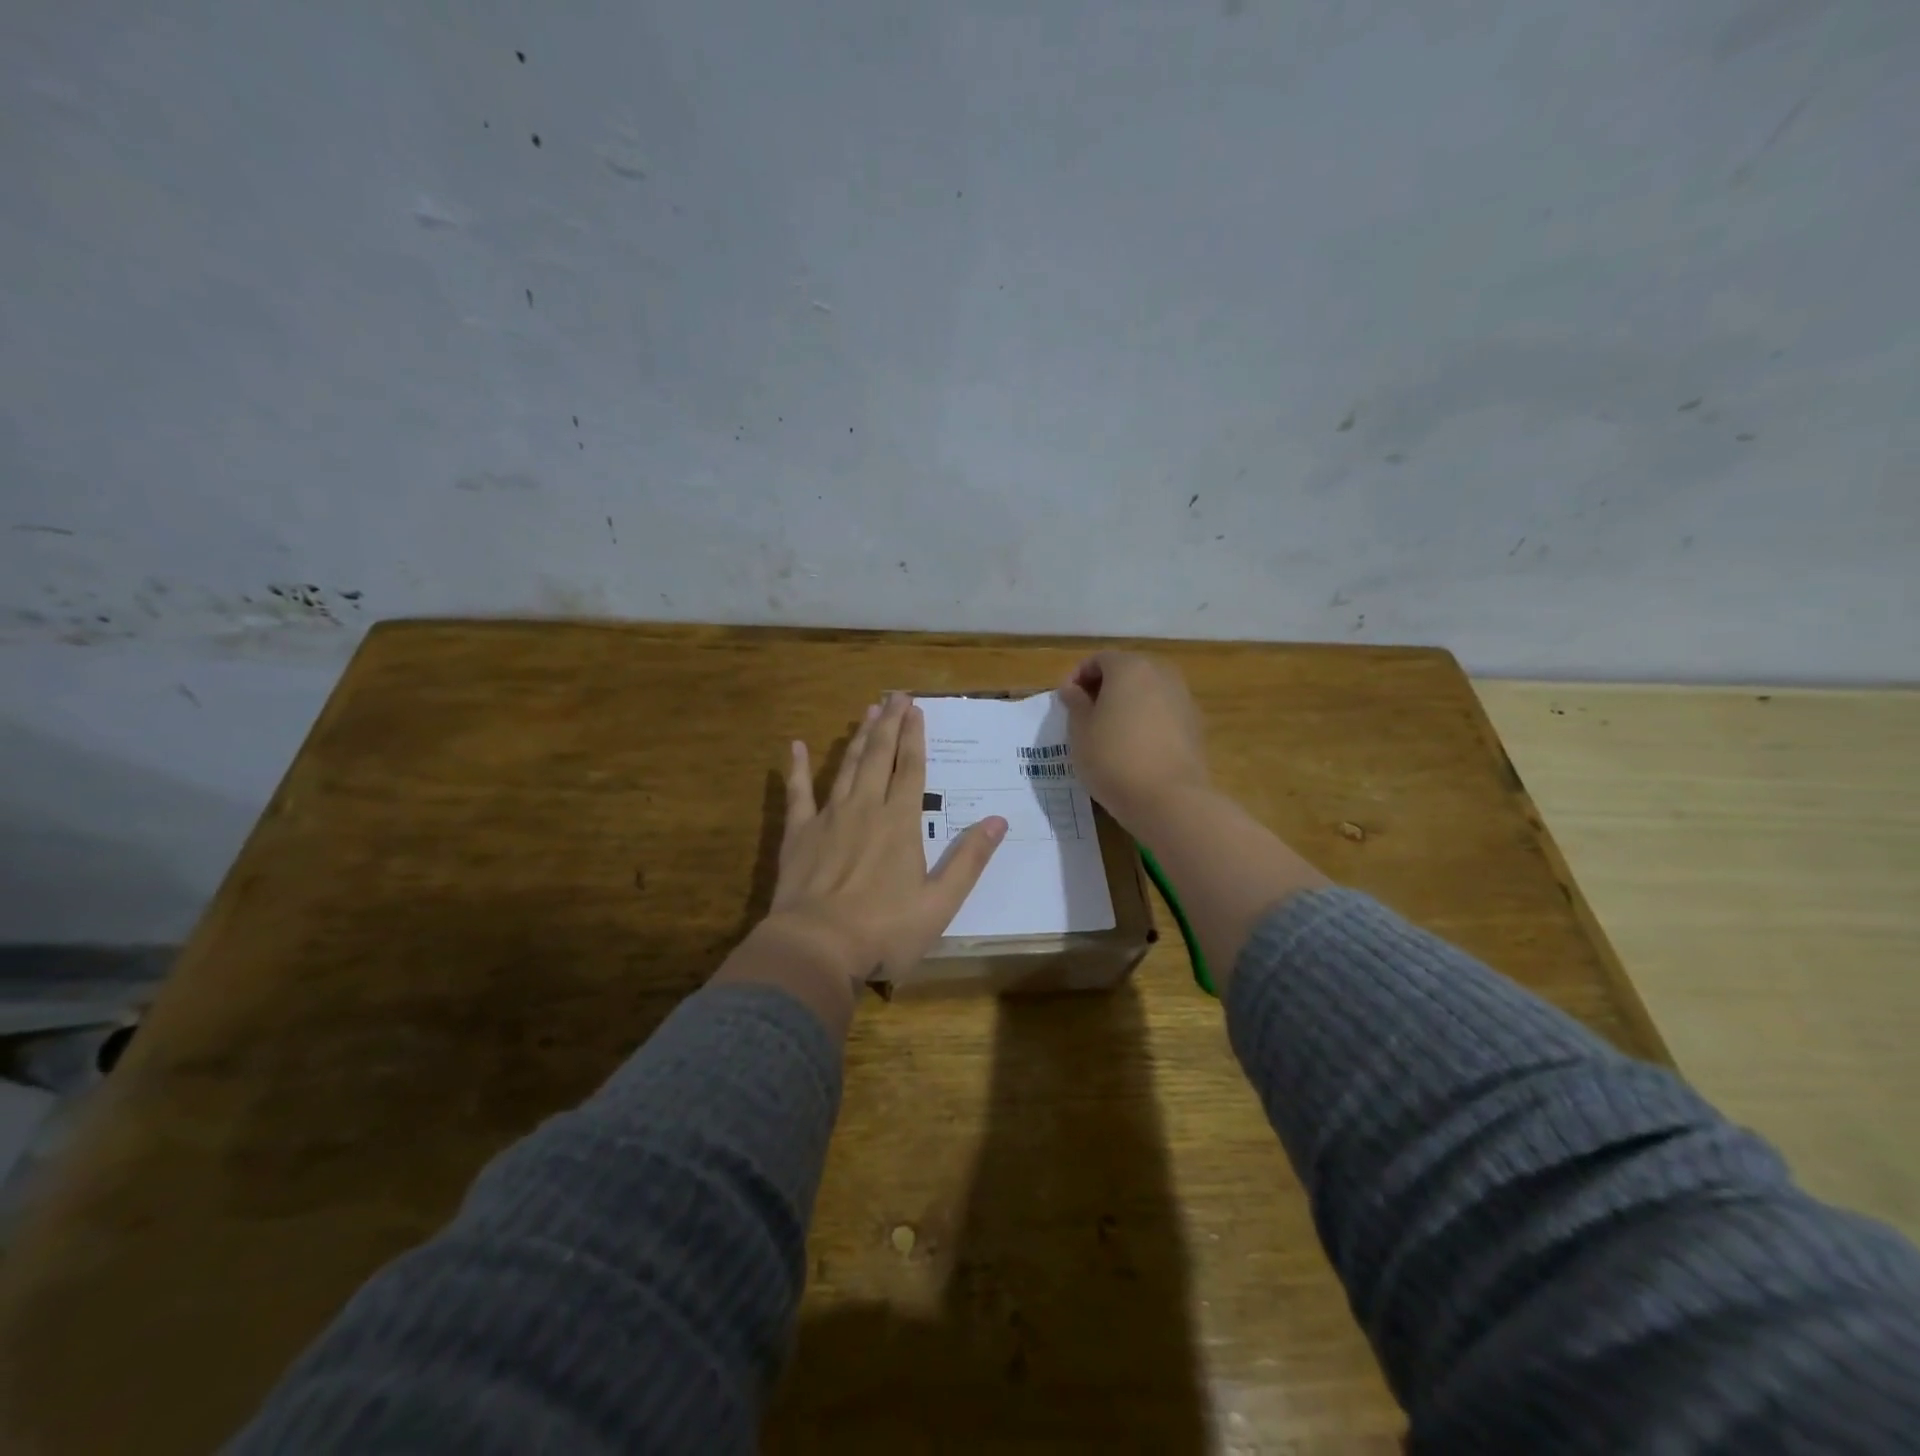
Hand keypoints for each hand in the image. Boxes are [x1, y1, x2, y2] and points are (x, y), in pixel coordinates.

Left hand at [755, 694, 1006, 995]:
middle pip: (880, 756)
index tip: (916, 709)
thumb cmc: (884, 930)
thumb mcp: (940, 903)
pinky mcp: (799, 833)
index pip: (911, 768)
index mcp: (901, 822)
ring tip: (868, 711)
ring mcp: (829, 817)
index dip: (915, 736)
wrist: (816, 947)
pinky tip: (795, 746)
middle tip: (895, 695)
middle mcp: (866, 808)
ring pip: (847, 766)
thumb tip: (999, 821)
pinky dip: (797, 768)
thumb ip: (969, 859)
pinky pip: (798, 793)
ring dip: (859, 738)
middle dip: (890, 724)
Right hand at [1059, 652, 1210, 825]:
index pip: (1099, 660)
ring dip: (1127, 704)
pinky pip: (1163, 712)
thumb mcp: (1080, 732)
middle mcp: (1161, 673)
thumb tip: (1073, 689)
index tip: (1065, 703)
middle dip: (1104, 688)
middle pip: (1127, 671)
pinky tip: (1135, 747)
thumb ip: (1075, 703)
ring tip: (1109, 733)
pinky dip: (1146, 720)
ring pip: (1147, 691)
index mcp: (1130, 668)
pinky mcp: (1195, 725)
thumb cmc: (1113, 759)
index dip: (1077, 677)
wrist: (1169, 799)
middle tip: (1085, 715)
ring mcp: (1183, 698)